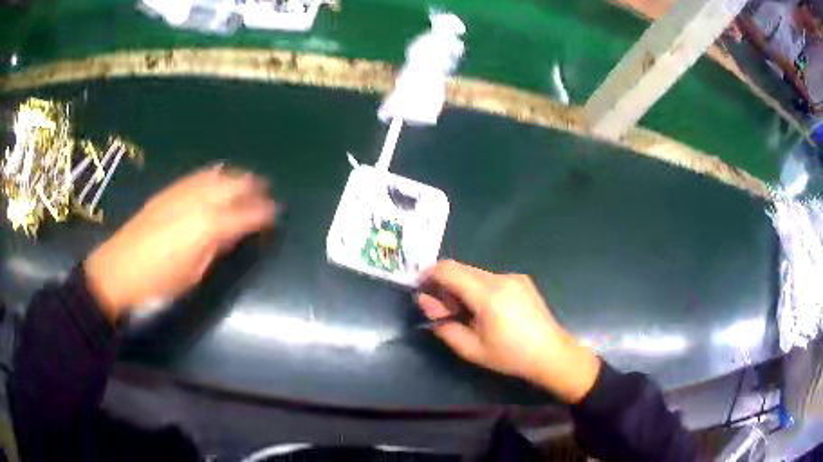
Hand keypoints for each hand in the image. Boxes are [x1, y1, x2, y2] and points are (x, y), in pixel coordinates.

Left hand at [84, 165, 276, 320]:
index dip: (264, 213)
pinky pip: (198, 176)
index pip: (245, 214)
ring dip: (235, 177)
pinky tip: (216, 177)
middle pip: (233, 185)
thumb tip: (232, 234)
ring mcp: (182, 192)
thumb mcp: (194, 274)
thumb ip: (216, 249)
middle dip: (253, 187)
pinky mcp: (169, 191)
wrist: (119, 268)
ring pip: (217, 176)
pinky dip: (214, 175)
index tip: (275, 214)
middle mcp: (199, 201)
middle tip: (265, 193)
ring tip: (246, 181)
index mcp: (209, 226)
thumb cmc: (159, 282)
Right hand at [417, 260, 600, 403]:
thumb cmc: (510, 356)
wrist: (551, 353)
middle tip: (440, 309)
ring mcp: (514, 277)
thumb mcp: (471, 349)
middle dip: (444, 284)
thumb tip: (426, 303)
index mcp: (488, 295)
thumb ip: (443, 325)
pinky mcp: (522, 280)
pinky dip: (477, 288)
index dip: (429, 275)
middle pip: (461, 269)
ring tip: (464, 314)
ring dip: (461, 287)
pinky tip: (484, 310)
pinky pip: (490, 279)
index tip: (419, 288)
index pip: (449, 270)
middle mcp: (501, 278)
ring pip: (475, 274)